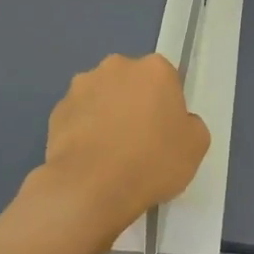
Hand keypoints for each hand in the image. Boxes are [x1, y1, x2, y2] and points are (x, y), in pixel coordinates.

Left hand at [36, 53, 210, 231]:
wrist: (91, 187)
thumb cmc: (152, 161)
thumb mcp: (196, 146)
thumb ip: (190, 124)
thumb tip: (177, 122)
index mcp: (154, 69)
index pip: (167, 79)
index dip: (168, 106)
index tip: (166, 132)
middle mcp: (115, 67)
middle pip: (131, 83)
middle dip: (135, 104)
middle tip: (140, 141)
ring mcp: (81, 87)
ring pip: (101, 97)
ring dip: (107, 115)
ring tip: (111, 153)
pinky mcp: (56, 110)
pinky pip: (78, 117)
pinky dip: (84, 131)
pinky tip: (90, 159)